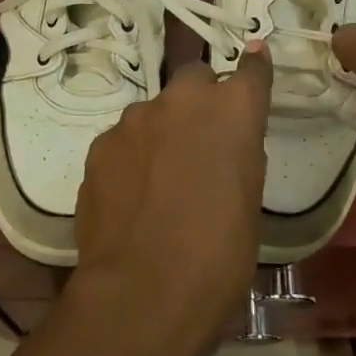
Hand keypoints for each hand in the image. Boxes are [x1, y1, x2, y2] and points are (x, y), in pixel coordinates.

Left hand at [70, 47, 272, 355]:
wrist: (142, 293)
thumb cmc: (218, 256)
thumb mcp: (249, 203)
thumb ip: (238, 154)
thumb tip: (228, 140)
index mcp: (232, 111)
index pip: (251, 70)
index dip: (254, 68)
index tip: (255, 62)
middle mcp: (183, 100)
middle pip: (195, 78)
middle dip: (200, 100)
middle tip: (201, 140)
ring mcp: (135, 119)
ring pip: (154, 111)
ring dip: (162, 131)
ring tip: (160, 180)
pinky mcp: (100, 145)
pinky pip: (124, 140)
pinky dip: (131, 157)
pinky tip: (131, 196)